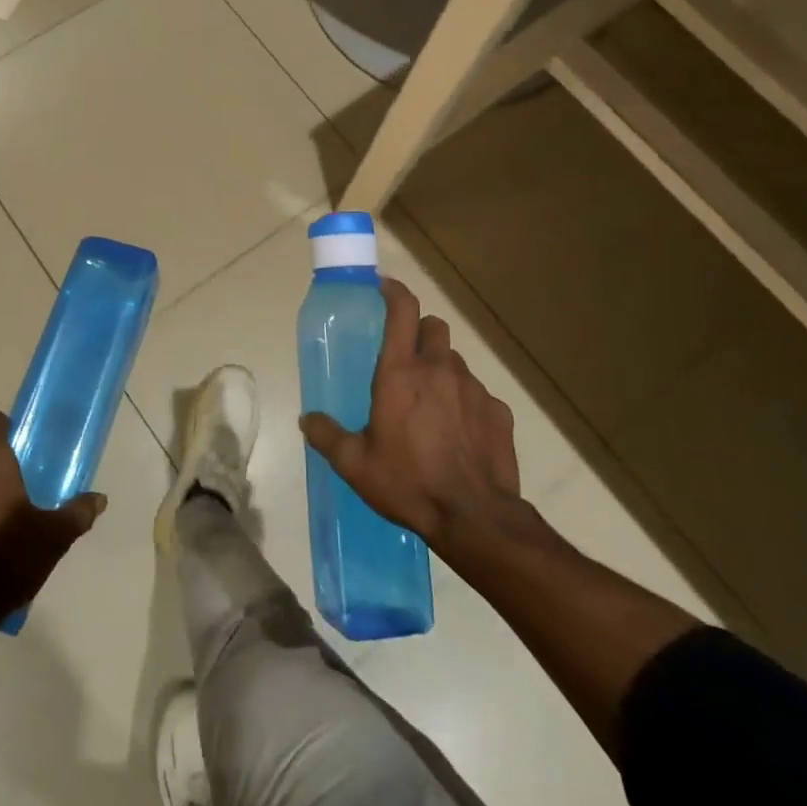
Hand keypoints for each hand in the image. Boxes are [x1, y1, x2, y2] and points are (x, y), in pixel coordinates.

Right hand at [301, 279, 531, 557]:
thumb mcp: (355, 464)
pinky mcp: (499, 412)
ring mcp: (474, 388)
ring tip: (430, 405)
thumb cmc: (408, 483)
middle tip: (405, 359)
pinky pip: (478, 394)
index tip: (382, 287)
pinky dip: (465, 403)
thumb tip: (307, 419)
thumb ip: (327, 436)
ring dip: (440, 371)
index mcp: (401, 373)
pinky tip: (459, 434)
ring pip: (455, 361)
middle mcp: (439, 370)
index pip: (402, 309)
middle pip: (433, 326)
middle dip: (418, 332)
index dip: (393, 290)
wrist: (475, 518)